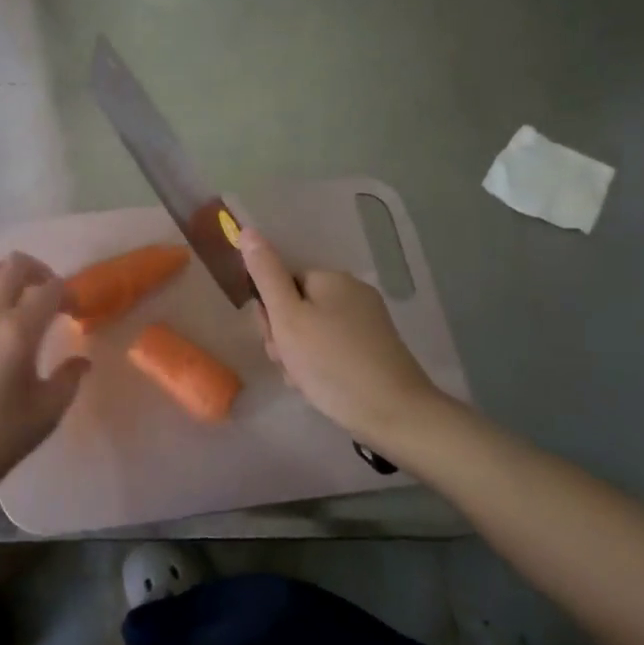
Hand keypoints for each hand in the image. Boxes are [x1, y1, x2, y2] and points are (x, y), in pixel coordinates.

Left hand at [0, 253, 88, 502]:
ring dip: (3, 276)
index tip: (74, 312)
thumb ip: (68, 379)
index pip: (51, 289)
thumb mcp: (45, 413)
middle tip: (47, 296)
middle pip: (15, 264)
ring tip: (11, 299)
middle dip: (39, 272)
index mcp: (18, 331)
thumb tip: (81, 360)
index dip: (68, 295)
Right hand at [239, 228, 460, 458]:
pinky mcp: (376, 349)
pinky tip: (321, 387)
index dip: (269, 314)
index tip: (274, 341)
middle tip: (288, 363)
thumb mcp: (287, 317)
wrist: (395, 414)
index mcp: (331, 279)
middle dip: (284, 337)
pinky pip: (333, 349)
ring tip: (304, 380)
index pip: (281, 284)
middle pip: (297, 307)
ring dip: (298, 355)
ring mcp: (367, 322)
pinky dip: (321, 366)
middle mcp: (352, 292)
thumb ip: (265, 274)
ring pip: (312, 332)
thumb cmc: (331, 362)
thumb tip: (248, 230)